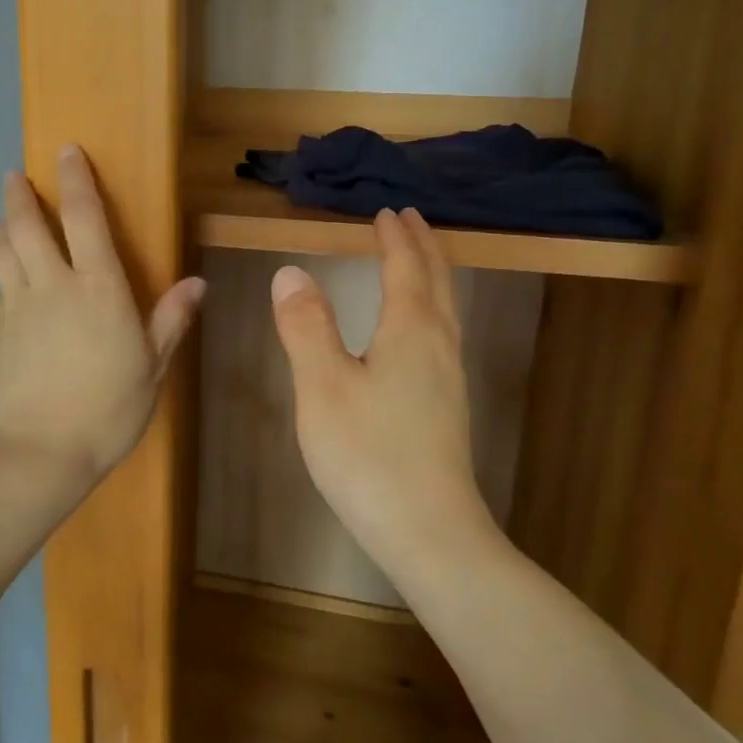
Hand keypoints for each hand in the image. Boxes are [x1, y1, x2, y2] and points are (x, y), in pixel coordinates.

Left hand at [0, 146, 204, 486]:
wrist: (40, 452)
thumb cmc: (108, 409)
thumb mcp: (152, 367)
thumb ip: (170, 320)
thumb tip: (197, 283)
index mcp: (98, 288)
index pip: (84, 217)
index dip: (76, 179)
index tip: (67, 151)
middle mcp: (52, 285)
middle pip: (26, 225)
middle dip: (19, 194)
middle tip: (15, 174)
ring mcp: (17, 307)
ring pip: (2, 251)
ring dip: (2, 225)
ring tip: (6, 214)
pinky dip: (2, 271)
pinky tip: (8, 279)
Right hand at [271, 209, 488, 571]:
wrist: (430, 531)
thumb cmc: (369, 454)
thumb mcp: (322, 387)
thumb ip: (306, 327)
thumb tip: (292, 272)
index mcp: (410, 331)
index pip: (405, 268)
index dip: (395, 237)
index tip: (386, 211)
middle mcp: (439, 345)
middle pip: (437, 282)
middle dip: (423, 246)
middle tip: (410, 220)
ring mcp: (450, 378)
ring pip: (446, 309)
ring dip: (432, 276)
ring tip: (417, 262)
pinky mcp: (449, 407)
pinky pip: (443, 334)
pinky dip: (432, 308)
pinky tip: (419, 332)